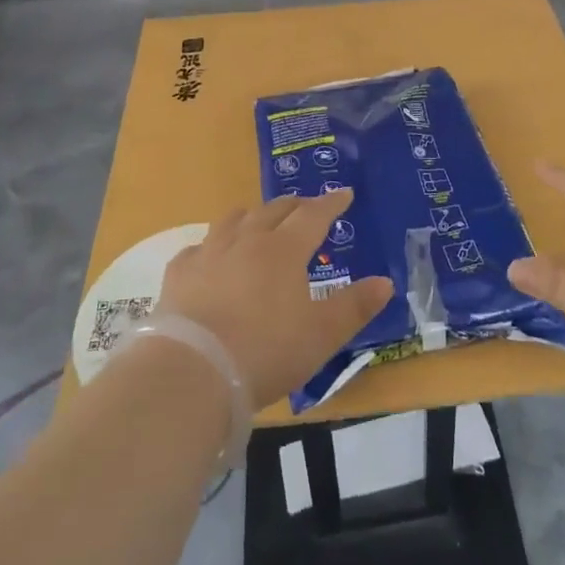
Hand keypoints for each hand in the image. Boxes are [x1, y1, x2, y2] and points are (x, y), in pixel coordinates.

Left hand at [158, 190, 392, 408]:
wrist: (193, 371)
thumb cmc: (267, 352)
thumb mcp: (322, 335)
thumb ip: (354, 307)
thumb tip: (386, 283)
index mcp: (285, 250)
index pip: (313, 215)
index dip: (331, 203)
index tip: (343, 193)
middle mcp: (247, 240)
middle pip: (274, 210)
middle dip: (294, 205)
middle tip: (306, 206)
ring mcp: (210, 253)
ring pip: (233, 219)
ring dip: (252, 215)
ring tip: (258, 220)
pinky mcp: (179, 274)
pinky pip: (197, 248)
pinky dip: (211, 246)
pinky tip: (209, 257)